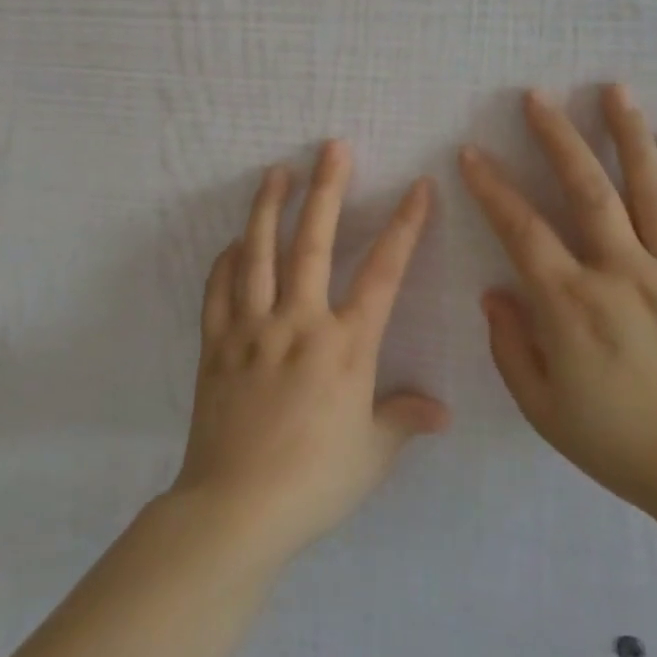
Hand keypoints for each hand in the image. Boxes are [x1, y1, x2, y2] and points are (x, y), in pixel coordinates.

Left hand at [172, 141, 449, 562]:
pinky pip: (218, 291)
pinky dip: (226, 262)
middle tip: (332, 147)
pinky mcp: (216, 345)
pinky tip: (233, 243)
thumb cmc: (314, 482)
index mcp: (345, 346)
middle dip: (327, 190)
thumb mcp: (372, 454)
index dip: (404, 227)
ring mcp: (251, 330)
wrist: (235, 510)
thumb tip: (441, 413)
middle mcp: (299, 323)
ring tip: (276, 172)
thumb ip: (403, 420)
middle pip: (313, 243)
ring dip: (268, 208)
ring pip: (258, 254)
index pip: (383, 273)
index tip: (418, 187)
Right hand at [458, 85, 656, 532]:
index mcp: (573, 307)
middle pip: (587, 190)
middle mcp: (622, 275)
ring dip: (629, 135)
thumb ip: (511, 346)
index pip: (522, 231)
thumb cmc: (620, 444)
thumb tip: (495, 292)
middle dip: (557, 138)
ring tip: (614, 89)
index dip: (492, 188)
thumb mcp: (543, 408)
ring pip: (650, 190)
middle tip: (538, 96)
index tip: (472, 154)